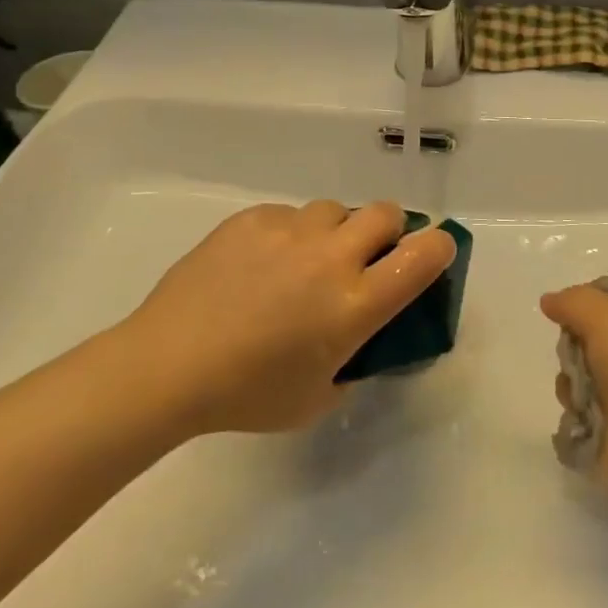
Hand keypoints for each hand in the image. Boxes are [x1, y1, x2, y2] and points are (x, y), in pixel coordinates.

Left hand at [118, 201, 455, 438]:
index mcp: (355, 304)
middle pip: (386, 214)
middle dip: (387, 232)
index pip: (424, 256)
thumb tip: (361, 338)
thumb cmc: (247, 395)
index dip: (439, 248)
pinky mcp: (254, 218)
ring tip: (302, 262)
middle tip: (364, 259)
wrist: (167, 365)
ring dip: (333, 232)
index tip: (433, 254)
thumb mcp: (318, 397)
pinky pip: (288, 215)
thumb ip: (354, 362)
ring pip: (335, 210)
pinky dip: (287, 235)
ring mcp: (291, 231)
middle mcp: (332, 257)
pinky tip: (257, 265)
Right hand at [540, 281, 607, 500]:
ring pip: (589, 366)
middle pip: (600, 329)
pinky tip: (580, 408)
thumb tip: (550, 301)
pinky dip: (578, 402)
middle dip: (578, 338)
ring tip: (577, 385)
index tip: (572, 304)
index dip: (595, 292)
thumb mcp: (605, 315)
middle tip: (574, 346)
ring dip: (574, 373)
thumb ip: (572, 301)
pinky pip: (587, 401)